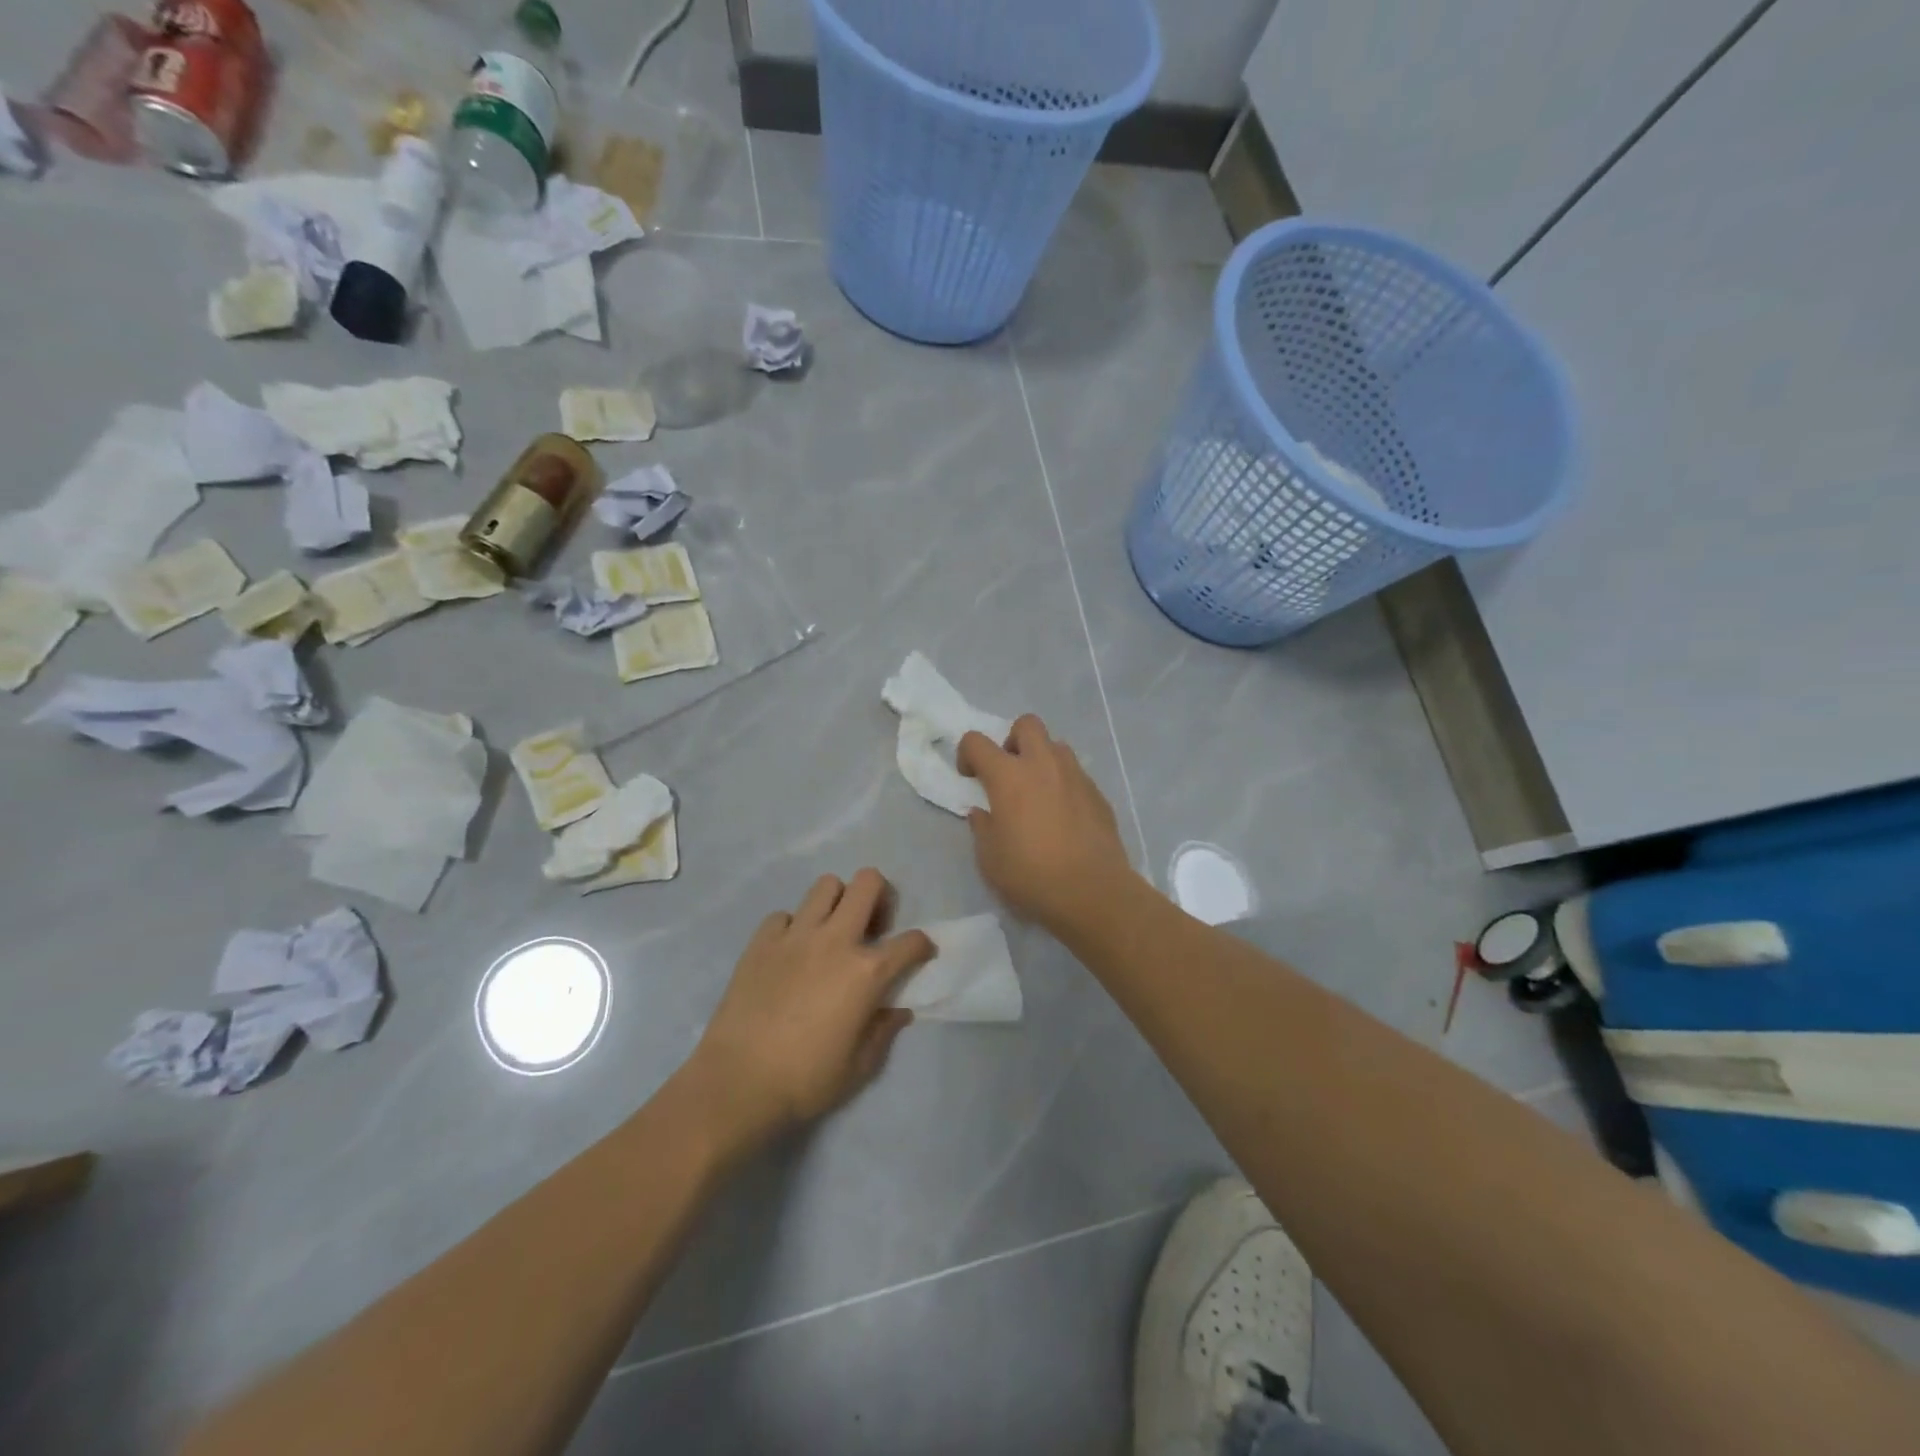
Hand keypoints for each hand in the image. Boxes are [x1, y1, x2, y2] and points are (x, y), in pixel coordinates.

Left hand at [688, 868, 933, 1146]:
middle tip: (873, 927)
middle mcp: (835, 940)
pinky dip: (793, 926)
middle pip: (868, 883)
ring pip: (826, 885)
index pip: (911, 941)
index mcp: (867, 972)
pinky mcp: (761, 941)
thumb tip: (898, 1011)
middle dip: (881, 896)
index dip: (923, 946)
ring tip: (832, 931)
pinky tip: (791, 952)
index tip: (920, 955)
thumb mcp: (859, 1066)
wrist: (737, 1083)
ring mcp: (795, 935)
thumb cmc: (806, 1080)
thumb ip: (884, 1031)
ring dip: (838, 902)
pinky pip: (784, 915)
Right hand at [957, 715, 1135, 932]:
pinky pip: (1076, 774)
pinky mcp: (1098, 793)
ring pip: (1056, 746)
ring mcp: (1075, 776)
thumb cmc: (1031, 875)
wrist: (1092, 892)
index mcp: (1008, 776)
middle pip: (1026, 724)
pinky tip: (1063, 817)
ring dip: (1041, 760)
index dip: (967, 754)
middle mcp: (1043, 764)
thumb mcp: (989, 858)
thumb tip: (983, 813)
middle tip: (1009, 773)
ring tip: (1038, 794)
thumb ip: (982, 827)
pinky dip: (1063, 784)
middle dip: (1012, 740)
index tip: (970, 778)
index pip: (977, 741)